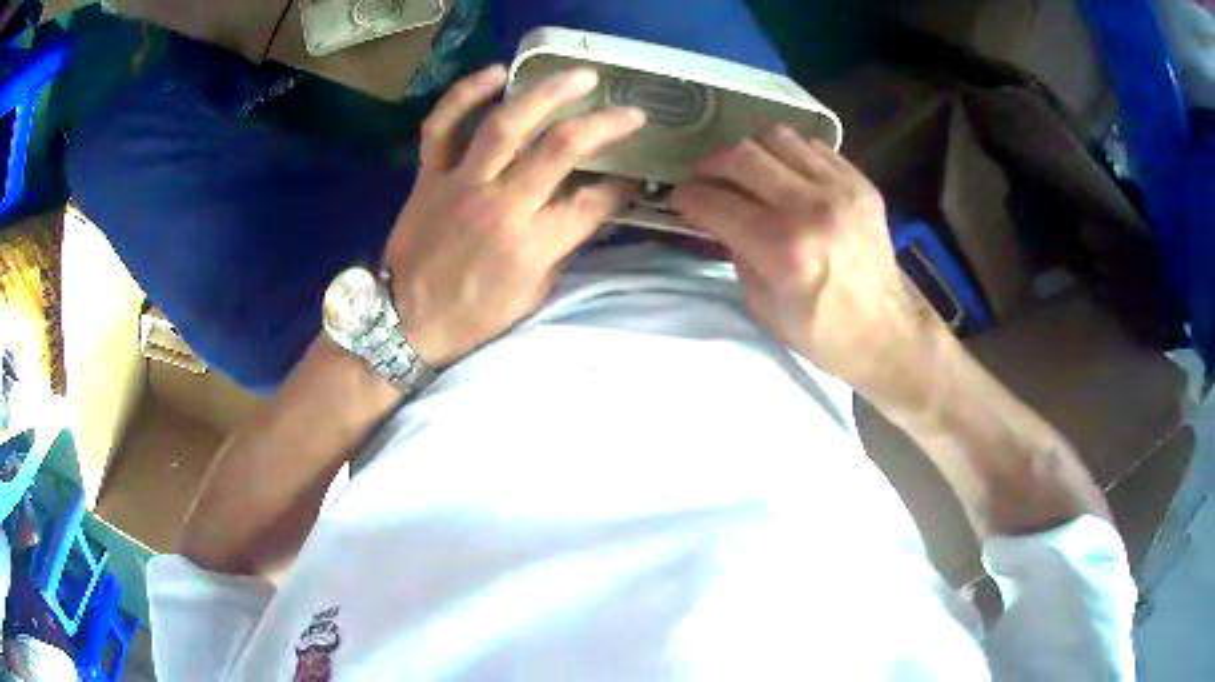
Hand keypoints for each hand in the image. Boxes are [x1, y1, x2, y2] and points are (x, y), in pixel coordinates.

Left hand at [382, 65, 644, 367]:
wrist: (404, 323)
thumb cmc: (473, 317)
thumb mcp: (532, 294)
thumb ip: (561, 246)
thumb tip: (588, 207)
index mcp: (531, 245)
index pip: (591, 203)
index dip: (620, 187)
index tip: (634, 176)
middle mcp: (501, 205)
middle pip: (559, 149)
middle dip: (603, 125)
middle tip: (628, 110)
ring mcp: (461, 184)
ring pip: (506, 125)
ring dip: (546, 93)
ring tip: (576, 76)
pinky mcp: (429, 176)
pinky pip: (442, 126)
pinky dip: (464, 95)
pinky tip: (495, 73)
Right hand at [670, 126, 940, 393]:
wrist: (886, 332)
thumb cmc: (821, 332)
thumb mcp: (762, 305)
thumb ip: (736, 253)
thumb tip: (719, 217)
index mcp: (782, 248)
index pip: (716, 201)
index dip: (687, 196)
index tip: (679, 199)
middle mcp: (810, 208)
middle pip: (742, 155)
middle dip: (710, 164)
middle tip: (704, 178)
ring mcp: (840, 189)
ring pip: (777, 137)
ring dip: (750, 150)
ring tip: (744, 170)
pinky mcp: (861, 183)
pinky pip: (813, 146)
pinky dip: (788, 154)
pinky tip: (784, 173)